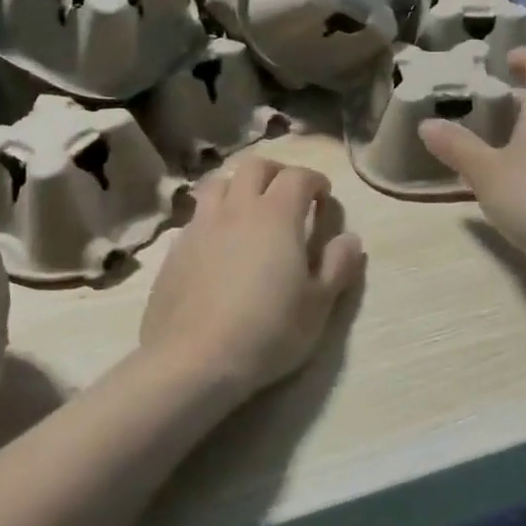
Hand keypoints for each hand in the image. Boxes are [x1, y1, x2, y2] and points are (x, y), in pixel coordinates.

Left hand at [138, 157, 364, 400]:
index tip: (323, 198)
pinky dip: (214, 216)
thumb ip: (337, 267)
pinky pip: (197, 215)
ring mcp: (200, 225)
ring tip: (249, 211)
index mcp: (276, 215)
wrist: (193, 358)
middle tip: (288, 195)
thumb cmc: (267, 331)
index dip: (315, 181)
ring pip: (219, 183)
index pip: (298, 177)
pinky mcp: (176, 248)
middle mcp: (236, 208)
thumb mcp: (317, 306)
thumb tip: (350, 239)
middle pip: (255, 166)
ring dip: (239, 187)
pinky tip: (218, 243)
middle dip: (276, 173)